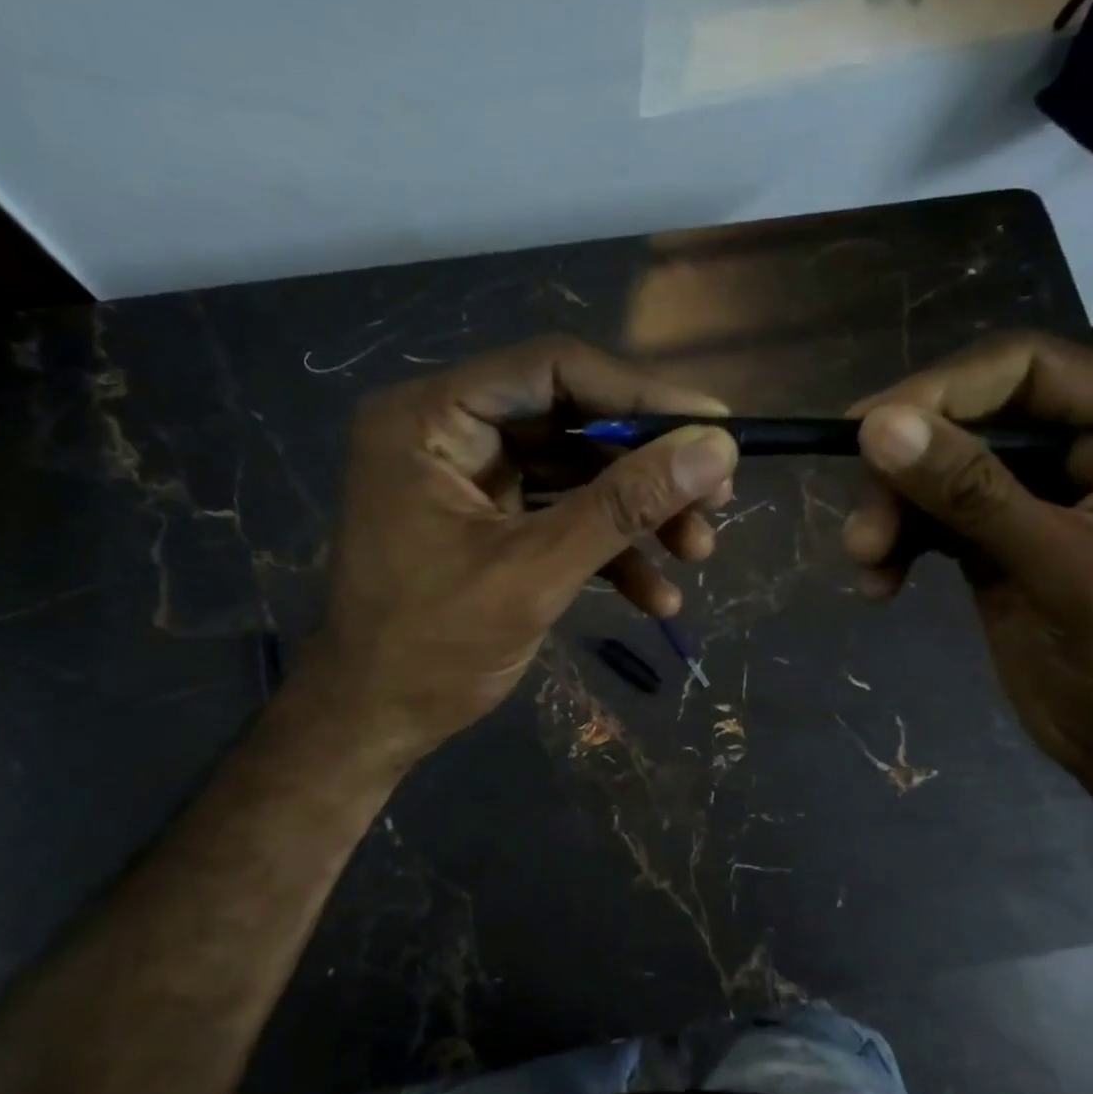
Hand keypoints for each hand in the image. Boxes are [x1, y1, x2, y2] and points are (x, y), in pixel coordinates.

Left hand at [303, 337, 738, 766]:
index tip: (716, 427)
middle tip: (716, 499)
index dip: (641, 395)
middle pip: (572, 420)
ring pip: (575, 470)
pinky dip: (607, 548)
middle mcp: (447, 430)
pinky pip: (559, 513)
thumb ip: (625, 505)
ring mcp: (468, 477)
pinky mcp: (488, 520)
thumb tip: (718, 449)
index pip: (553, 371)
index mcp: (431, 417)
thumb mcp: (536, 572)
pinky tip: (655, 596)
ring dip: (638, 513)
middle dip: (646, 467)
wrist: (374, 722)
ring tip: (697, 552)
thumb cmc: (433, 648)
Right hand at [843, 333, 1092, 785]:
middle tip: (862, 528)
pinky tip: (880, 585)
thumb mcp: (1063, 571)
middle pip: (970, 418)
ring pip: (938, 468)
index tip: (864, 432)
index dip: (941, 390)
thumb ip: (972, 495)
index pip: (1026, 369)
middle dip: (907, 469)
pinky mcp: (996, 538)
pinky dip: (897, 543)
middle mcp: (1090, 447)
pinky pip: (929, 517)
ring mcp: (1037, 494)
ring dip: (891, 511)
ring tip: (866, 562)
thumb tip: (875, 427)